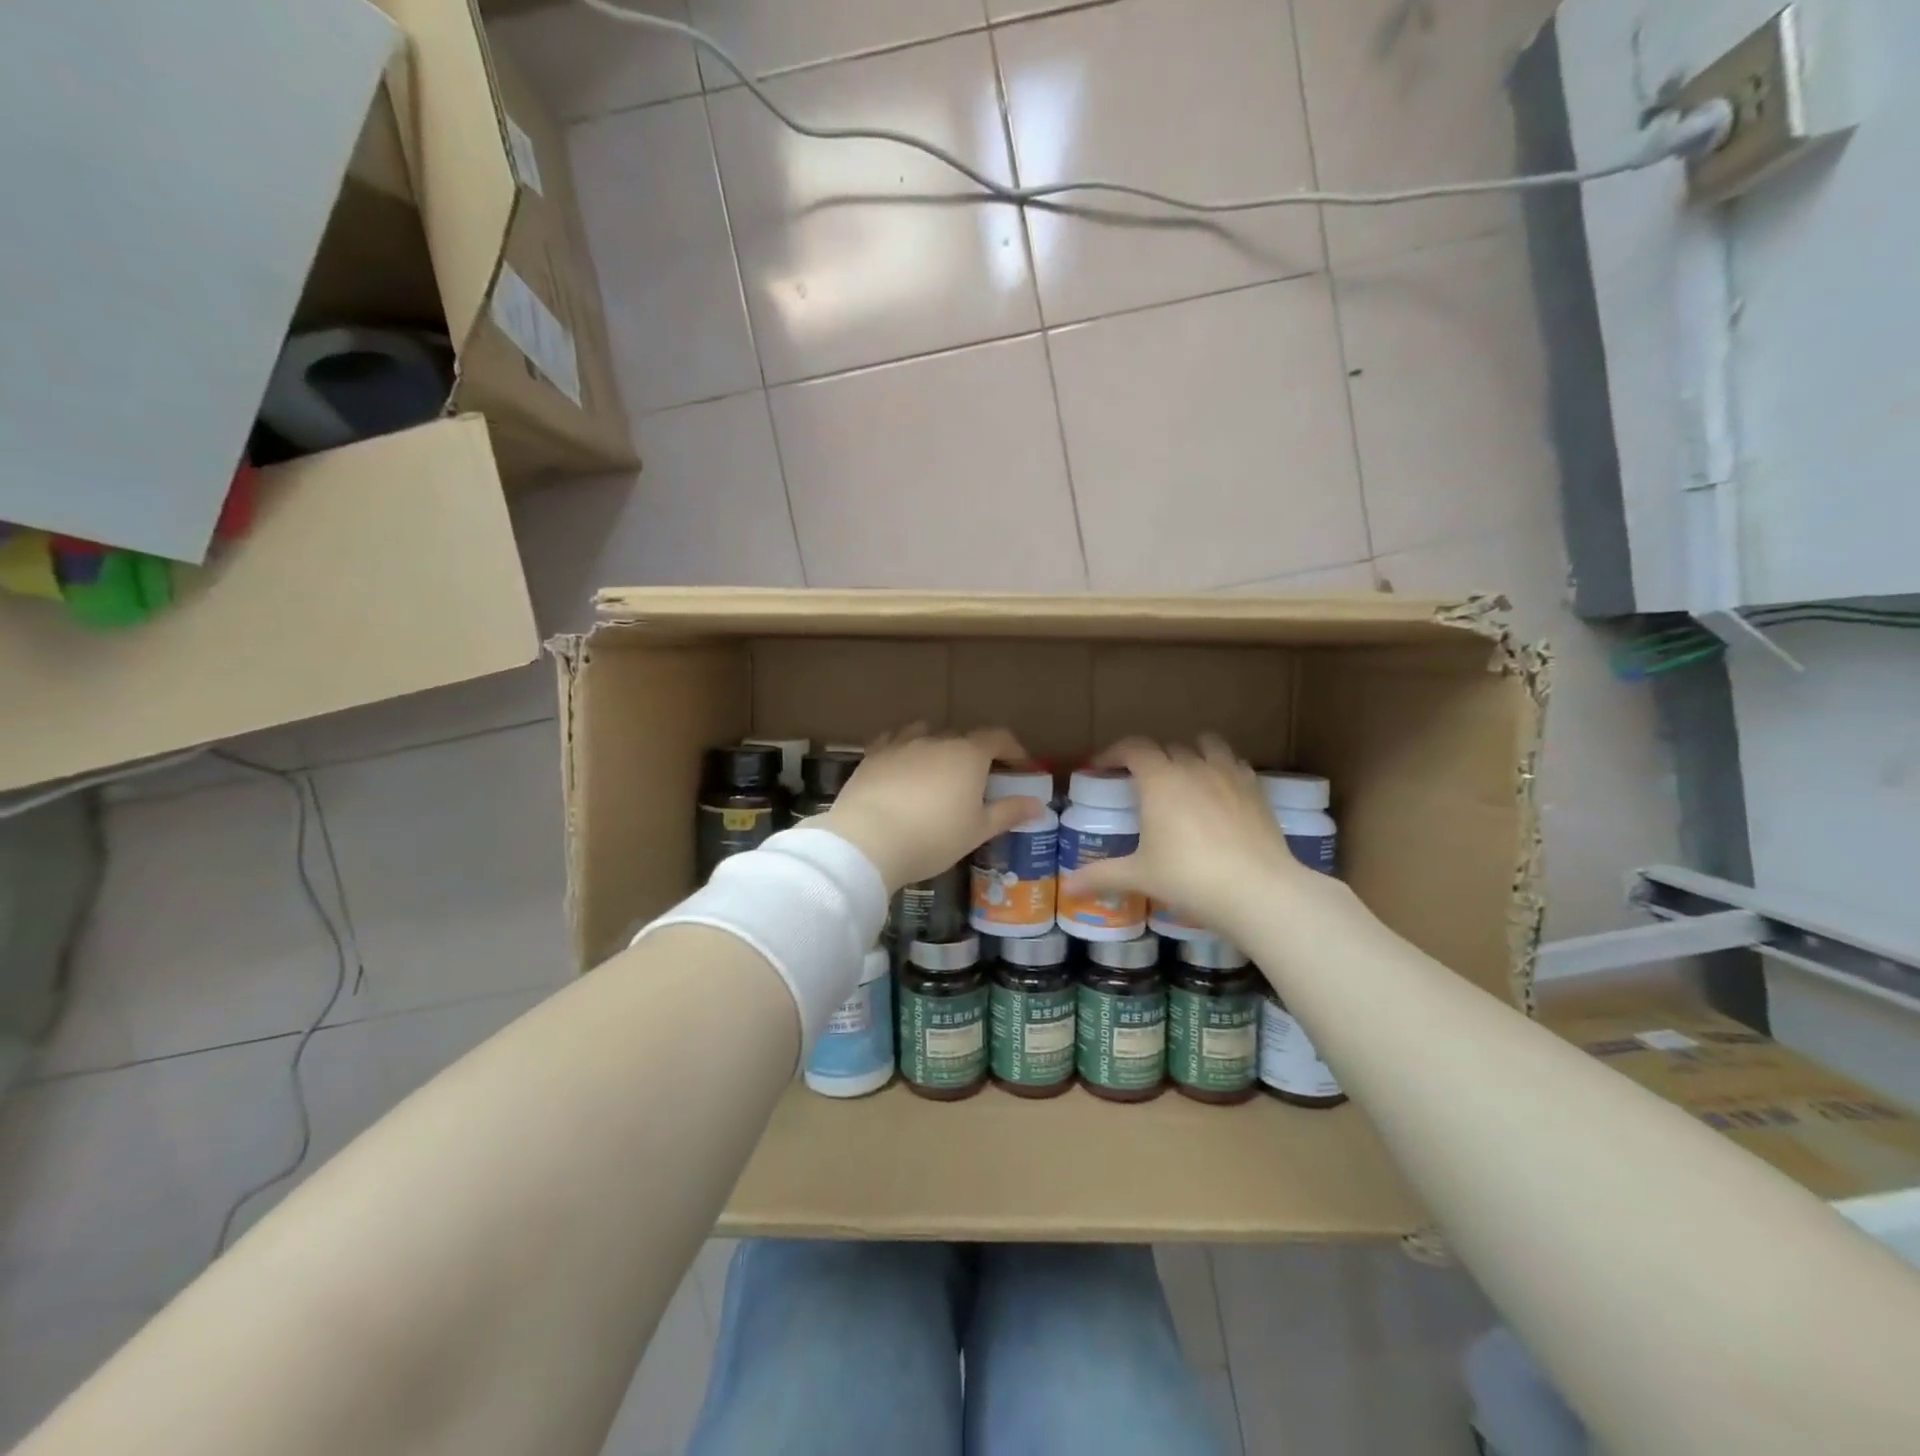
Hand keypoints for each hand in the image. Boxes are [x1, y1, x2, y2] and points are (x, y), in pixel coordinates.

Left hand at [820, 726, 1045, 892]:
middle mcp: (936, 740)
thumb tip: (1038, 804)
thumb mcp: (978, 830)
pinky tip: (901, 765)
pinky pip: (893, 742)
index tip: (1020, 766)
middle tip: (978, 779)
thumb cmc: (933, 837)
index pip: (998, 738)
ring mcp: (901, 744)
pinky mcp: (873, 755)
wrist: (868, 839)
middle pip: (962, 737)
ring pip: (925, 733)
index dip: (1013, 749)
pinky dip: (903, 749)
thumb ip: (1008, 812)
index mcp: (968, 755)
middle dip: (975, 753)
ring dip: (937, 746)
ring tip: (938, 769)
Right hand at [1060, 736, 1322, 942]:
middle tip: (1140, 783)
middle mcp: (1193, 767)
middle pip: (1167, 747)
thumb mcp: (1140, 876)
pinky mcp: (1256, 790)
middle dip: (1150, 759)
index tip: (1101, 767)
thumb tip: (1066, 887)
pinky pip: (1235, 764)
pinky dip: (1222, 769)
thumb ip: (1102, 875)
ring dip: (1191, 753)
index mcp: (1159, 779)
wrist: (1258, 890)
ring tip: (1184, 775)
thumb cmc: (1189, 878)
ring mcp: (1229, 775)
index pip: (1132, 747)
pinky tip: (1220, 792)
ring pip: (1207, 746)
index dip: (1113, 753)